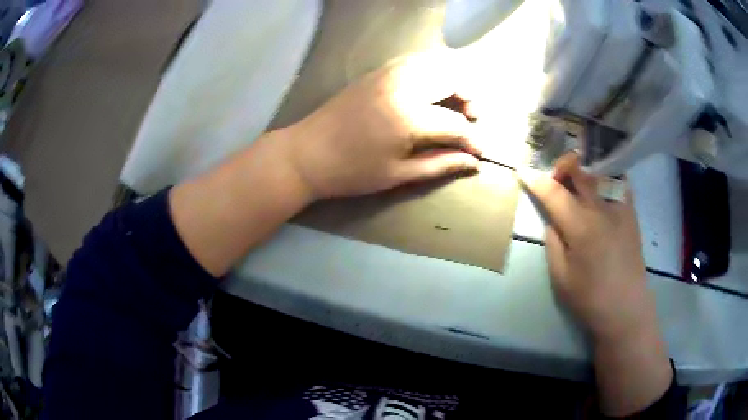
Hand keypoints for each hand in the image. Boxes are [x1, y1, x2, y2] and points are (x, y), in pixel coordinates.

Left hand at [281, 51, 483, 199]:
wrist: (306, 153)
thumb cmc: (351, 171)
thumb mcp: (398, 175)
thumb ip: (440, 164)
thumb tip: (473, 162)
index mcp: (408, 117)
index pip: (455, 124)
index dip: (472, 140)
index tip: (480, 152)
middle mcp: (403, 86)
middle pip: (452, 78)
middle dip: (470, 98)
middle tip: (470, 120)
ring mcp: (388, 73)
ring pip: (435, 63)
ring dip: (452, 80)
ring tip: (453, 104)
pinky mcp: (377, 71)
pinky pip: (415, 61)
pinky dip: (432, 71)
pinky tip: (431, 89)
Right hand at [523, 153, 653, 341]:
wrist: (626, 308)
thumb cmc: (591, 298)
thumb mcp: (561, 278)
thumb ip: (553, 244)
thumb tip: (552, 221)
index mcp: (582, 227)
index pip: (554, 193)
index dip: (535, 180)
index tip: (522, 171)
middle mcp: (602, 209)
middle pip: (580, 169)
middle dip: (562, 167)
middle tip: (554, 180)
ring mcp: (620, 207)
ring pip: (600, 169)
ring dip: (584, 168)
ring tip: (577, 182)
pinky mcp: (632, 211)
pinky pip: (618, 180)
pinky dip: (605, 176)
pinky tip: (599, 188)